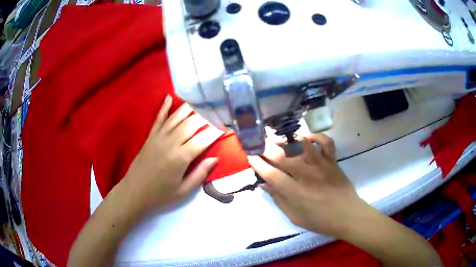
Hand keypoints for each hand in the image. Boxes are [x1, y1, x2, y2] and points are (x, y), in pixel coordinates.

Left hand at [122, 95, 222, 213]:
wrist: (134, 193)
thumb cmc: (160, 196)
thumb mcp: (183, 192)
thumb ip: (200, 174)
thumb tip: (215, 158)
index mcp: (181, 158)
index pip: (203, 139)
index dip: (216, 130)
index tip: (227, 124)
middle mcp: (170, 143)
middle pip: (192, 123)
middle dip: (207, 116)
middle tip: (218, 110)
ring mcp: (158, 137)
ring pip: (177, 117)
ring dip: (190, 108)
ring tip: (202, 100)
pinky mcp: (150, 137)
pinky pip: (158, 118)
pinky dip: (164, 107)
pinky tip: (169, 97)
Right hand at [248, 134, 367, 236]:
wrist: (347, 215)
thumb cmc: (320, 220)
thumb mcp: (295, 217)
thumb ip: (279, 200)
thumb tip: (264, 185)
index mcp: (294, 191)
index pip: (270, 173)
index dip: (258, 164)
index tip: (251, 157)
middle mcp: (306, 174)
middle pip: (282, 156)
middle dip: (267, 149)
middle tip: (260, 147)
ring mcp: (320, 165)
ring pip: (301, 144)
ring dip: (288, 141)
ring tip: (281, 142)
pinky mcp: (332, 161)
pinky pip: (325, 142)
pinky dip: (316, 137)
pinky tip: (308, 139)